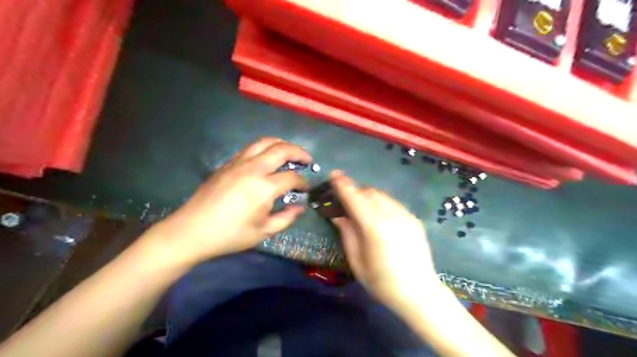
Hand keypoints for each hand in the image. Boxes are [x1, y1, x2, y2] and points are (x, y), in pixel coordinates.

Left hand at [145, 138, 312, 266]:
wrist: (191, 230)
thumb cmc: (230, 235)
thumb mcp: (263, 232)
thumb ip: (286, 218)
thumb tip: (300, 207)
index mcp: (264, 187)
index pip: (292, 177)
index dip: (303, 182)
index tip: (305, 188)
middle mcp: (253, 168)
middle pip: (282, 149)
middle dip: (299, 152)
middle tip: (307, 160)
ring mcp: (238, 163)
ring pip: (265, 142)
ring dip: (281, 144)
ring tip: (289, 152)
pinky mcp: (227, 163)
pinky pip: (250, 148)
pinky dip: (264, 148)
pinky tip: (266, 158)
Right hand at [331, 171, 441, 312]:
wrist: (419, 292)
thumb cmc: (382, 282)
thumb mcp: (357, 261)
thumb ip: (347, 233)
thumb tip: (337, 215)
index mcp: (375, 228)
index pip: (355, 198)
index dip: (343, 185)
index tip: (333, 175)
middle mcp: (392, 216)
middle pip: (369, 192)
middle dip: (354, 191)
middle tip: (344, 199)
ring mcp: (406, 216)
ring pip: (382, 195)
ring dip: (367, 195)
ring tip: (361, 207)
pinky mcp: (414, 219)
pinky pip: (392, 203)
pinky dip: (380, 203)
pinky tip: (378, 216)